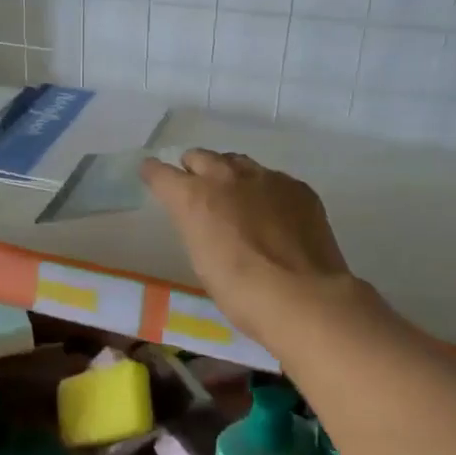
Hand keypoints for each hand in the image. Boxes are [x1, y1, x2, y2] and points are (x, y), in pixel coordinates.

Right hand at [141, 149, 368, 339]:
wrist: (303, 298)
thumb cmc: (240, 291)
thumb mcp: (201, 258)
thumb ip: (196, 226)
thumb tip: (203, 218)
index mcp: (193, 196)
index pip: (160, 172)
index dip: (153, 173)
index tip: (151, 176)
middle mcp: (226, 176)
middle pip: (200, 156)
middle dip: (195, 170)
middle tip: (198, 191)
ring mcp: (266, 178)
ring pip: (238, 163)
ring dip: (230, 176)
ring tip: (238, 201)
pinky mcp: (298, 187)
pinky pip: (273, 179)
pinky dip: (266, 191)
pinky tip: (275, 216)